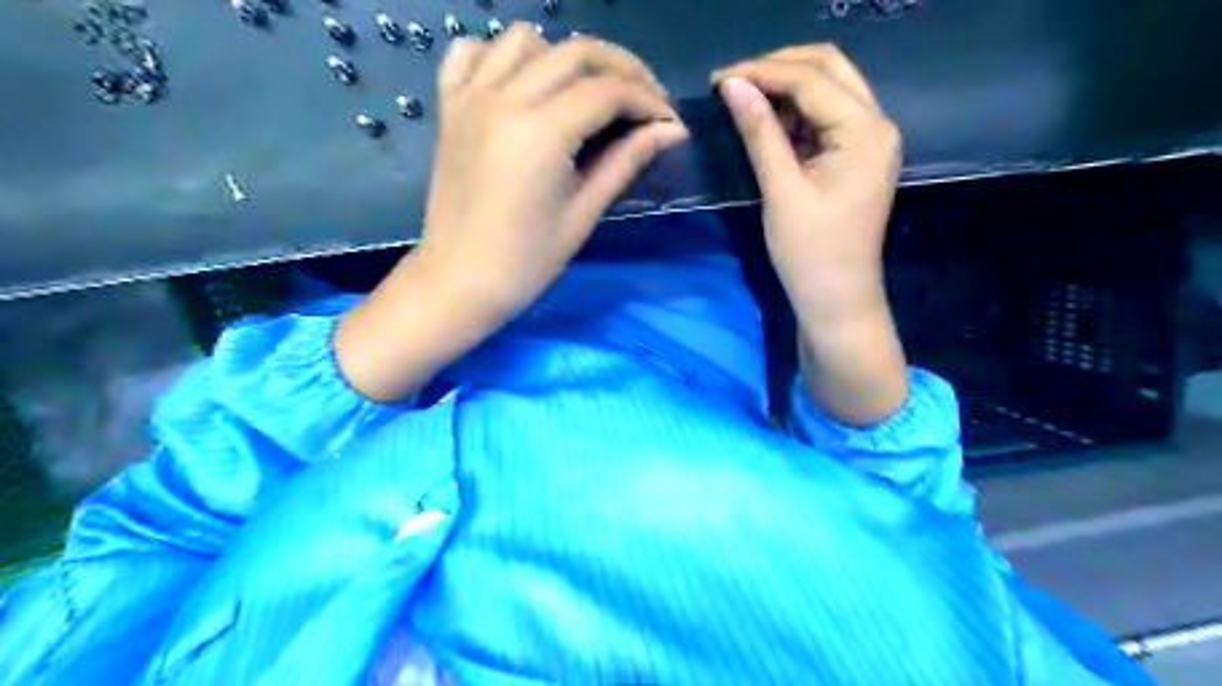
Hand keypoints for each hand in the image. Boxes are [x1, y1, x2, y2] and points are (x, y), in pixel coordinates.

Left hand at [422, 24, 684, 318]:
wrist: (460, 280)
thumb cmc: (527, 261)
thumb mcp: (583, 214)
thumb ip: (626, 162)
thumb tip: (671, 132)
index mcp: (540, 132)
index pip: (608, 92)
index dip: (648, 101)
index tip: (670, 123)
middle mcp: (504, 99)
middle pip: (576, 53)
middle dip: (623, 70)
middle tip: (646, 102)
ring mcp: (470, 98)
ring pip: (525, 40)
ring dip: (566, 58)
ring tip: (587, 93)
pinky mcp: (449, 107)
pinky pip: (472, 53)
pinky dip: (501, 55)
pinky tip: (522, 83)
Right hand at [709, 46, 904, 426]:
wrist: (837, 300)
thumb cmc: (809, 254)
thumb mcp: (781, 191)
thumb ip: (760, 133)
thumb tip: (732, 85)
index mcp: (865, 131)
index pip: (811, 79)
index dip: (762, 72)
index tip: (718, 80)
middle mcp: (877, 124)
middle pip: (829, 68)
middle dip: (778, 68)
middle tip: (732, 84)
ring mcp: (871, 139)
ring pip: (829, 88)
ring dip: (786, 87)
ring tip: (743, 98)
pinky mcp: (858, 155)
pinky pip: (827, 116)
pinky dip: (796, 111)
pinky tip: (767, 120)